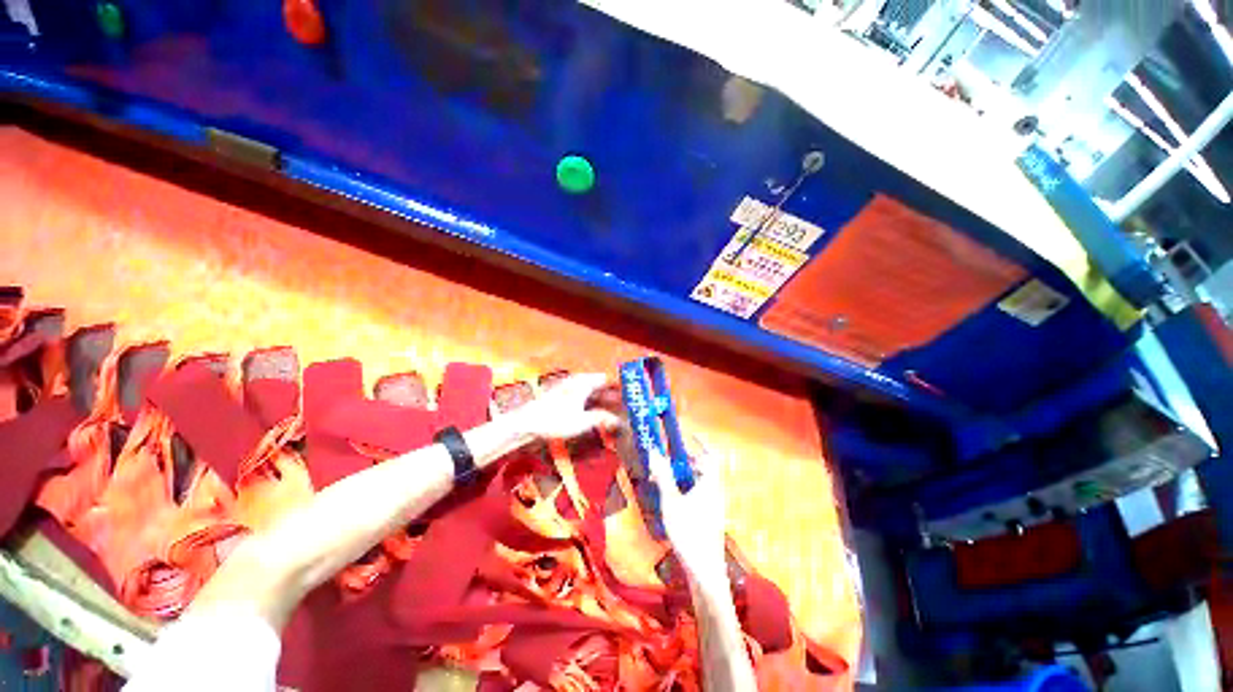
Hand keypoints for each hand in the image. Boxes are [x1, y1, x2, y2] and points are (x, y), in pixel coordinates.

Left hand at [512, 373, 620, 439]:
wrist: (526, 422)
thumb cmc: (555, 420)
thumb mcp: (581, 422)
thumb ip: (601, 419)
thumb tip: (619, 421)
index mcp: (584, 383)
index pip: (606, 379)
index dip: (619, 385)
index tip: (631, 393)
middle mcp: (577, 382)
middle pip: (599, 385)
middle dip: (612, 394)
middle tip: (626, 405)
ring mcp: (568, 389)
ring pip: (591, 391)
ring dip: (603, 399)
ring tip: (615, 410)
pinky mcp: (562, 397)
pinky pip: (583, 397)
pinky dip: (593, 403)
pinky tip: (596, 413)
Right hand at [648, 446, 727, 587]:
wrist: (705, 572)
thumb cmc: (689, 533)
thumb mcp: (671, 502)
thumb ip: (663, 477)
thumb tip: (655, 453)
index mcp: (710, 484)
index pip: (711, 456)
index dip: (701, 444)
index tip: (689, 436)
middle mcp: (715, 493)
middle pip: (704, 469)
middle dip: (687, 461)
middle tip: (669, 460)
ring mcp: (714, 507)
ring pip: (701, 483)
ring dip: (685, 476)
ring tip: (667, 479)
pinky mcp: (710, 519)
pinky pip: (700, 495)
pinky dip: (687, 490)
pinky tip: (673, 500)